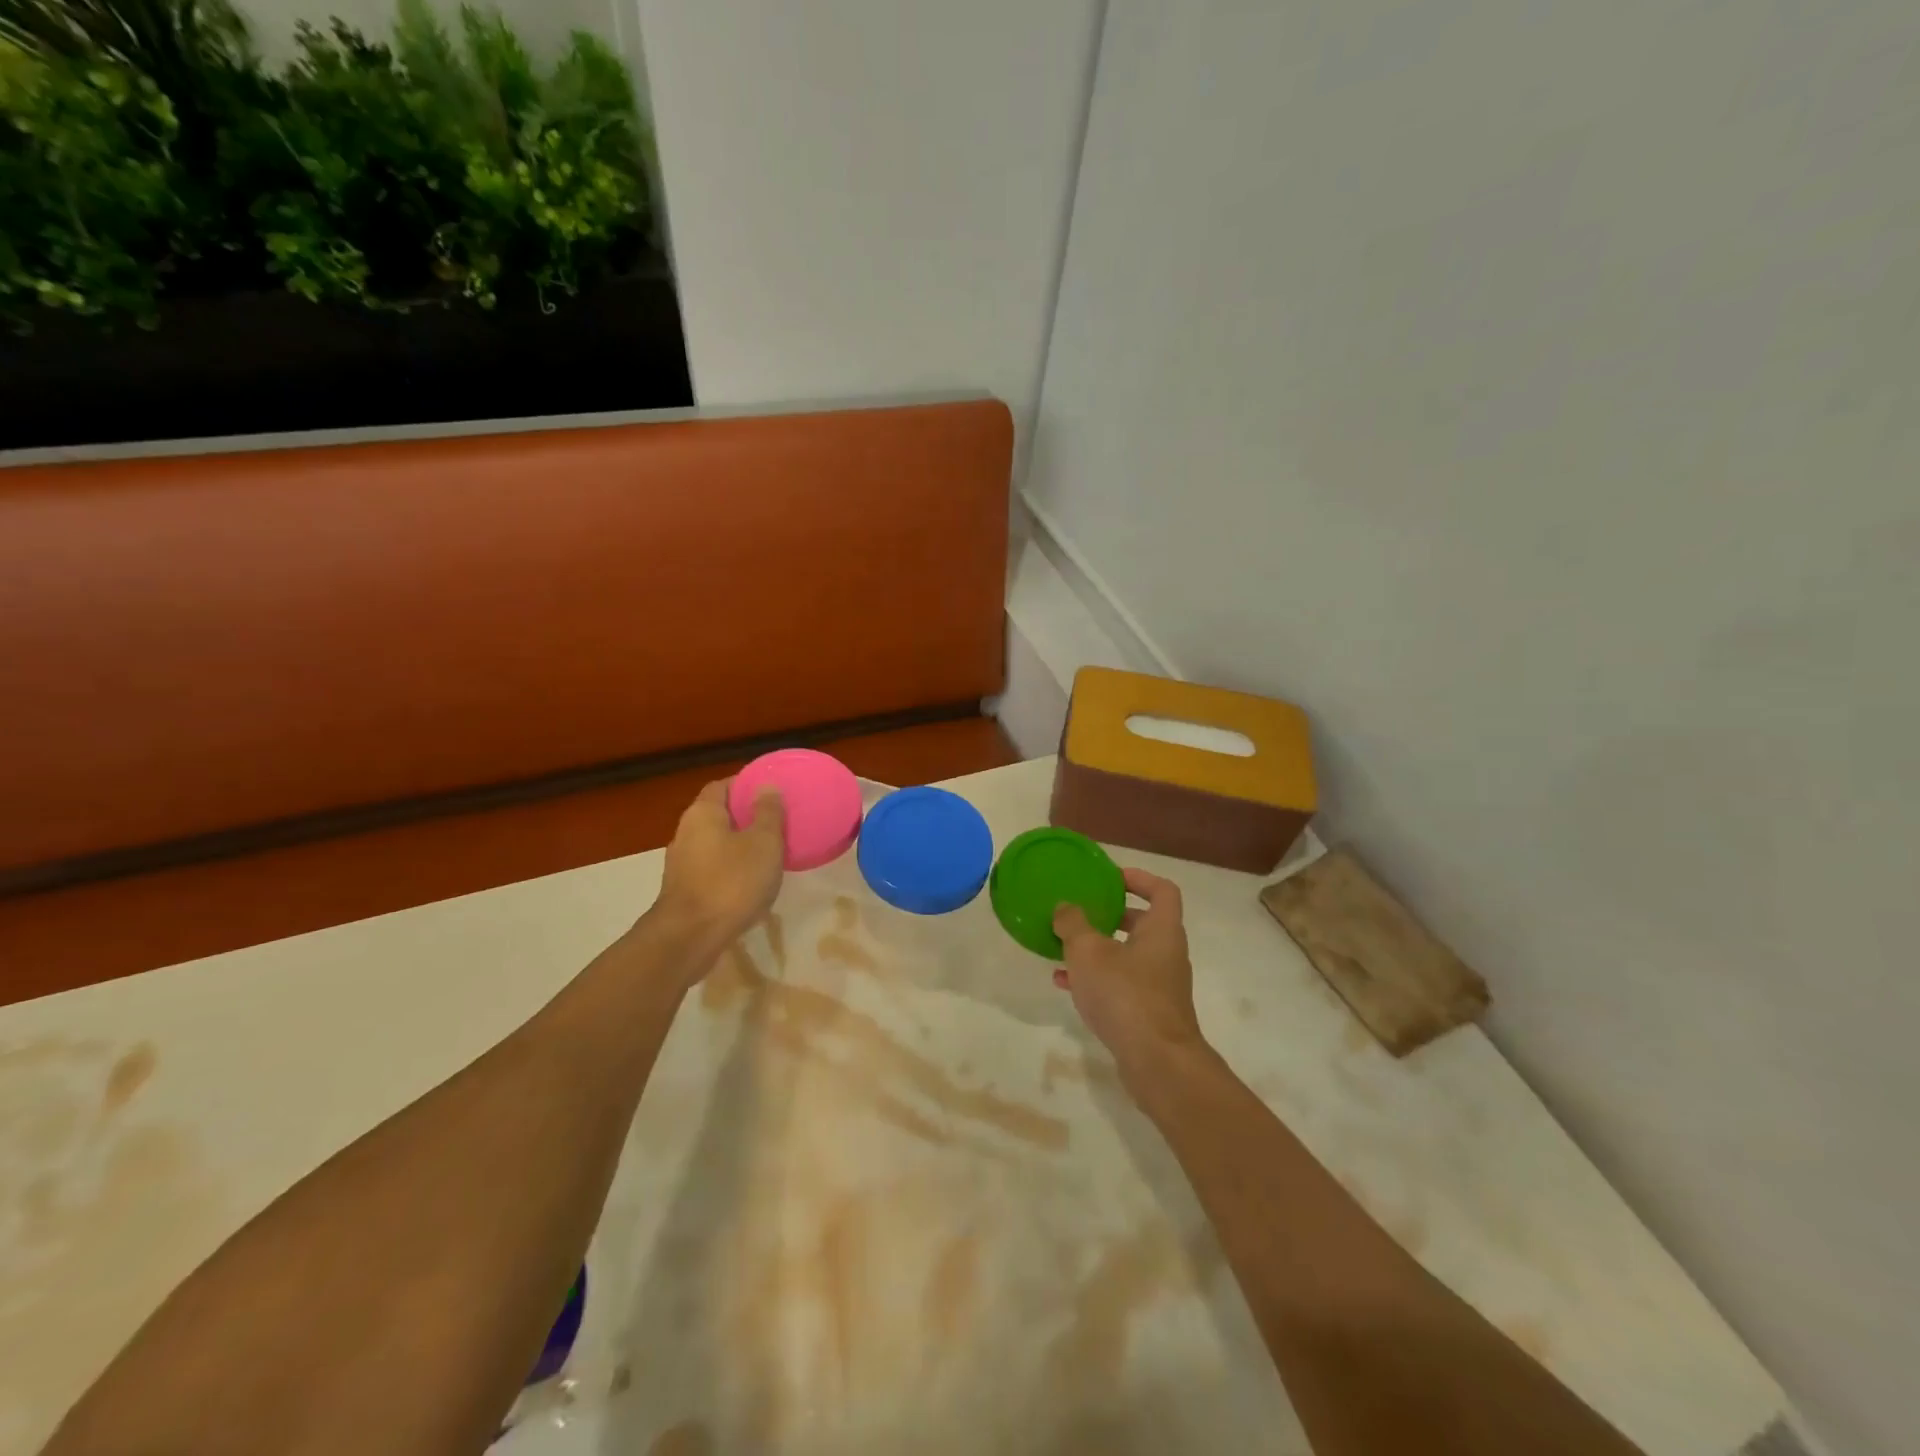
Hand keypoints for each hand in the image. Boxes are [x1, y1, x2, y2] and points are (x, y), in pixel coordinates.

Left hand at [647, 778, 785, 970]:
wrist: (690, 938)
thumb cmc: (731, 882)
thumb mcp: (763, 843)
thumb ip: (768, 813)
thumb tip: (767, 786)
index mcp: (703, 813)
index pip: (723, 785)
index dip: (746, 784)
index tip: (771, 791)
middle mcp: (686, 832)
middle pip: (717, 814)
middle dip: (744, 815)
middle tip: (775, 821)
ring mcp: (681, 863)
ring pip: (715, 843)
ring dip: (738, 844)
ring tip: (768, 851)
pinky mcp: (684, 889)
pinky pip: (712, 867)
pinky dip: (730, 867)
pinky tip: (750, 881)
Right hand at [1053, 868, 1207, 1085]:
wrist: (1156, 1062)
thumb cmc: (1125, 994)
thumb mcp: (1088, 951)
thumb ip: (1073, 923)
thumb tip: (1065, 908)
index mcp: (1162, 930)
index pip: (1162, 890)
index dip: (1139, 878)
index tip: (1110, 878)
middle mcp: (1167, 954)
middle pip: (1143, 922)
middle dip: (1111, 915)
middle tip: (1082, 911)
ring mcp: (1160, 985)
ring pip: (1127, 955)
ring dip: (1097, 949)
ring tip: (1063, 947)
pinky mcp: (1149, 1012)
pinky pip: (1120, 984)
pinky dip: (1096, 979)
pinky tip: (1063, 983)